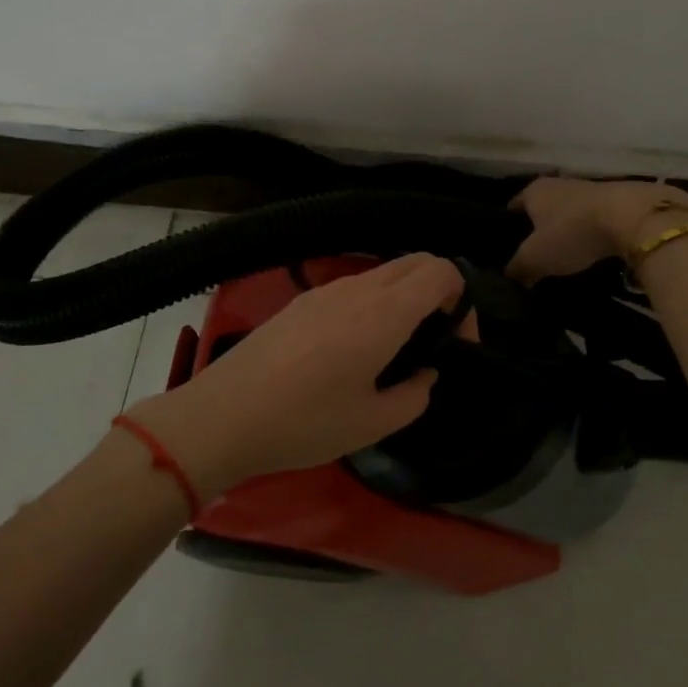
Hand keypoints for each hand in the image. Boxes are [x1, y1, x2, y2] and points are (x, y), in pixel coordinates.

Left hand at [124, 253, 465, 499]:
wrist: (224, 415)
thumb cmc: (305, 423)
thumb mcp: (373, 424)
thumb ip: (414, 396)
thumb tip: (425, 374)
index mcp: (384, 313)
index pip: (440, 271)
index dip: (463, 300)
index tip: (457, 342)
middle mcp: (357, 289)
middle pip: (414, 262)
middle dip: (438, 291)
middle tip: (434, 340)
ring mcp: (325, 291)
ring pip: (382, 274)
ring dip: (403, 298)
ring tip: (394, 349)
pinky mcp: (301, 302)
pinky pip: (352, 288)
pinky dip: (372, 304)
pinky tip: (353, 349)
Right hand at [506, 177, 687, 284]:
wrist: (632, 216)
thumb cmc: (573, 232)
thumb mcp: (535, 258)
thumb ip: (517, 268)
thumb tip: (508, 278)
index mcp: (533, 191)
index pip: (511, 207)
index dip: (506, 227)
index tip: (504, 247)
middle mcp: (557, 184)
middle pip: (540, 209)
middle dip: (536, 229)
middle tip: (531, 255)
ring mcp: (587, 190)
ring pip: (566, 213)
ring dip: (564, 231)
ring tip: (560, 256)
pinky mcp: (613, 201)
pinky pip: (590, 220)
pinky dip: (587, 233)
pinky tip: (587, 250)